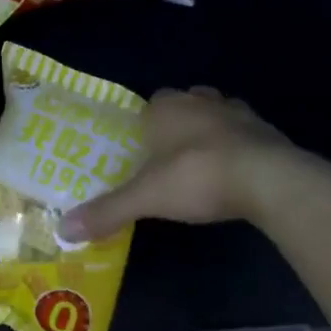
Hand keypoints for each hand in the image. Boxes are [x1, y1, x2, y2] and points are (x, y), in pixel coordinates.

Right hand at [61, 86, 297, 241]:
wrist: (268, 179)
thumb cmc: (196, 177)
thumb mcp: (146, 198)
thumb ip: (107, 211)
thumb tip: (62, 230)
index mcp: (165, 108)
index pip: (148, 107)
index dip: (144, 127)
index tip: (141, 151)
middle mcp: (200, 101)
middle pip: (182, 104)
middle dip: (176, 125)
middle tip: (168, 158)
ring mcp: (236, 112)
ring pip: (215, 113)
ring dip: (209, 131)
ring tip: (201, 163)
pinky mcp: (266, 130)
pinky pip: (245, 133)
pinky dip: (238, 147)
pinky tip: (234, 172)